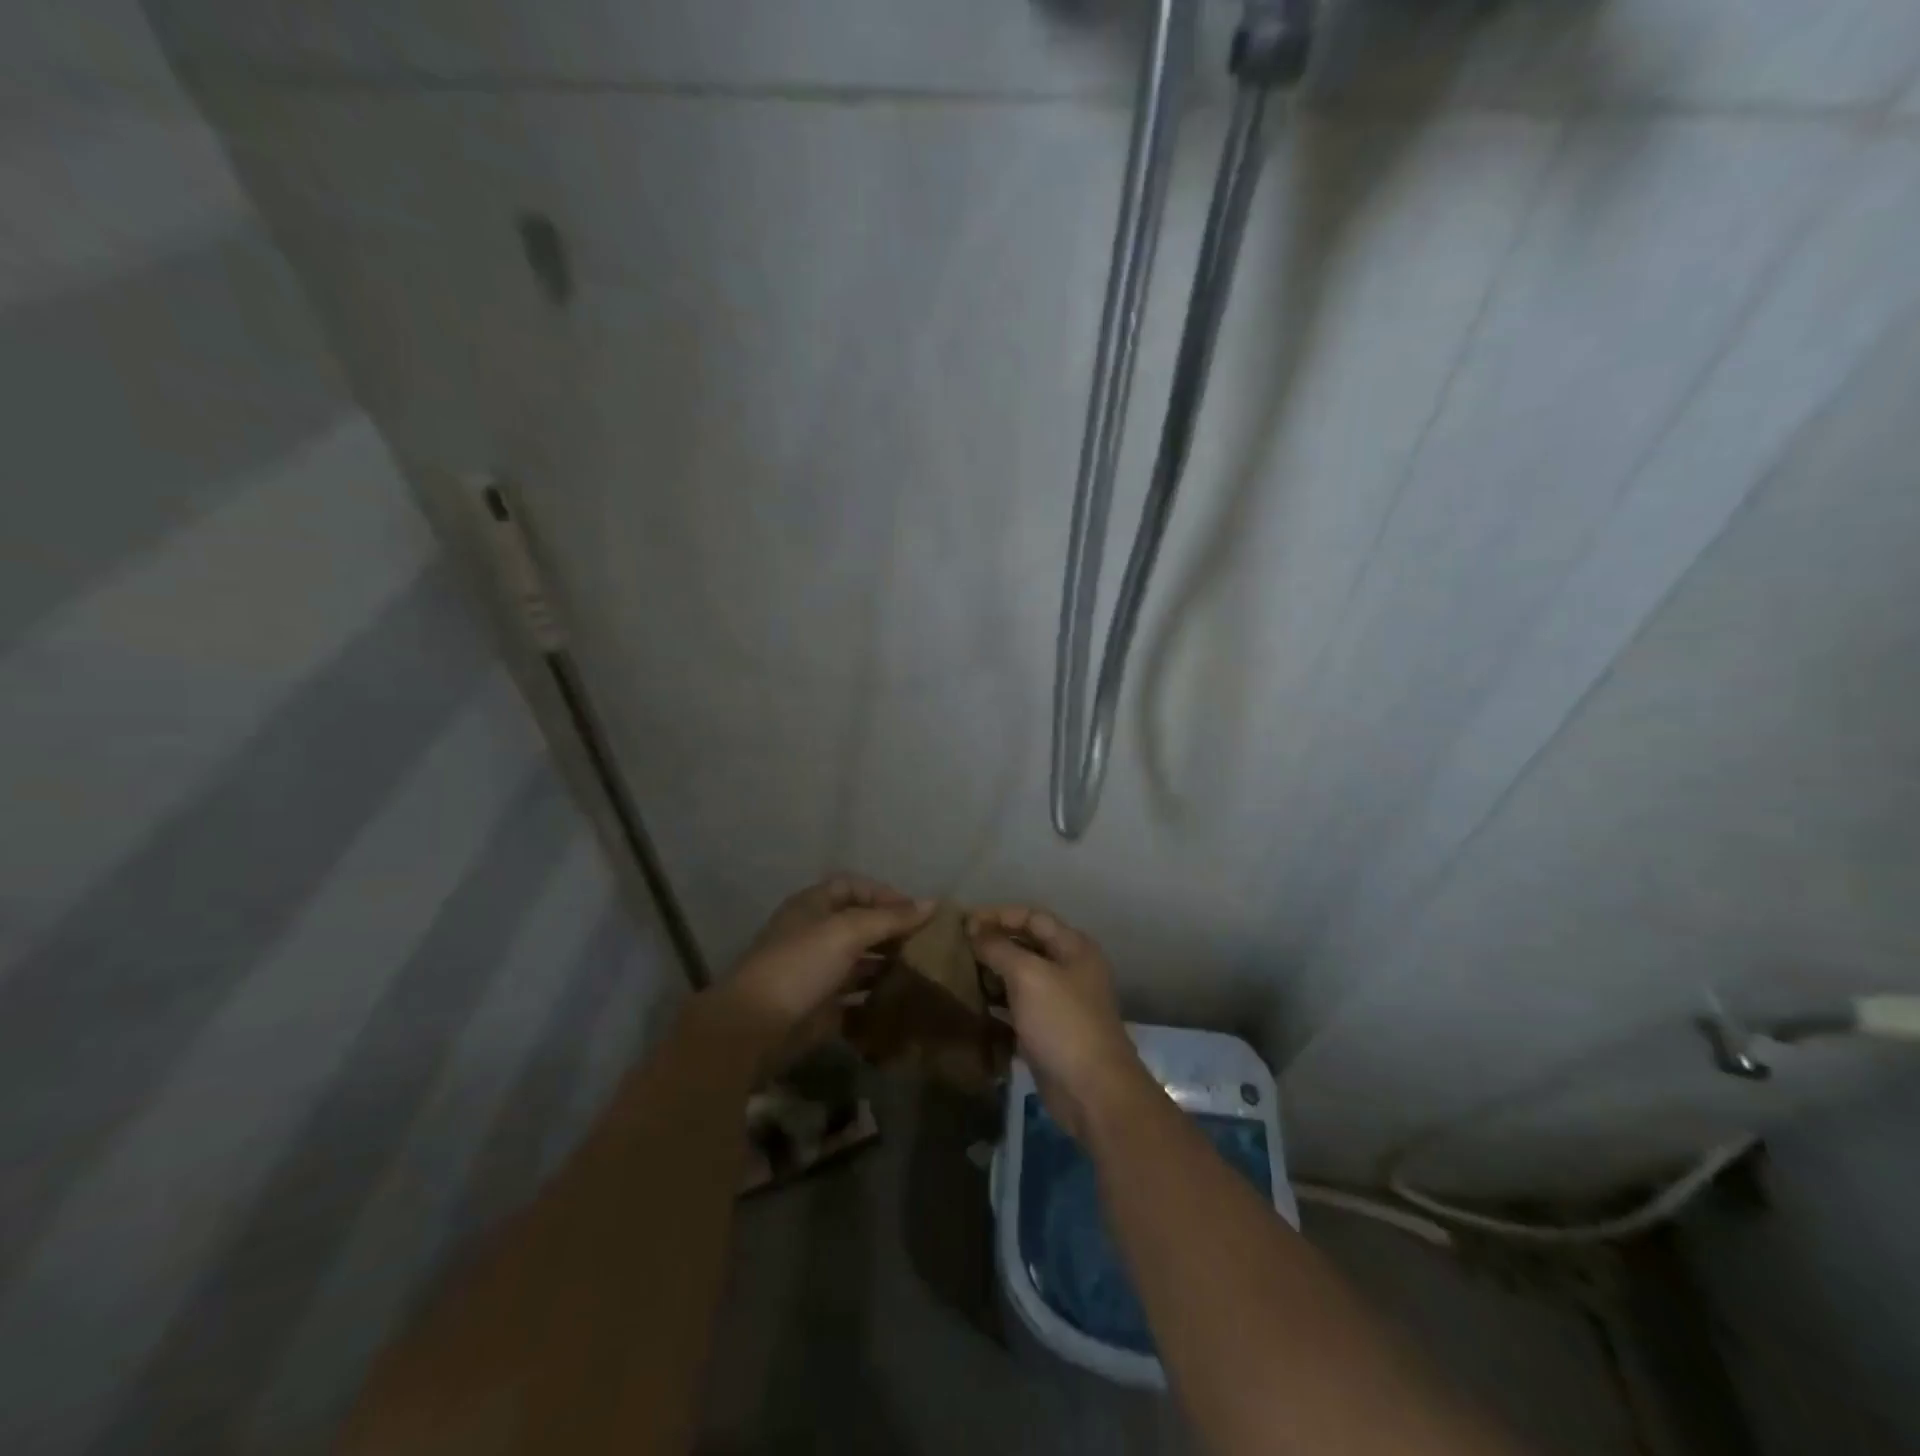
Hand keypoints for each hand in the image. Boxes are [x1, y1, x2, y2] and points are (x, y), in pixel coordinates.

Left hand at [718, 875, 930, 1051]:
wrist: (753, 1028)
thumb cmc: (799, 965)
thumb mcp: (847, 931)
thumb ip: (890, 918)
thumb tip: (933, 903)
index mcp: (812, 906)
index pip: (853, 887)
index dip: (885, 895)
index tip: (918, 912)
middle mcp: (814, 935)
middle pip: (859, 925)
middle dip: (892, 932)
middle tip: (929, 945)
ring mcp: (816, 973)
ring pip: (860, 963)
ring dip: (889, 966)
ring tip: (924, 973)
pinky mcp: (820, 1009)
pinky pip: (856, 999)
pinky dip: (878, 1000)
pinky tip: (906, 1003)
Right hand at [968, 905, 1151, 1139]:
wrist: (1092, 1091)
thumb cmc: (1063, 1022)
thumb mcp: (1028, 976)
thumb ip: (999, 948)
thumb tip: (974, 929)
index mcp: (1073, 947)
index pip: (1032, 917)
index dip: (998, 915)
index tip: (963, 922)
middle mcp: (1069, 968)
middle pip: (1026, 945)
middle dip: (992, 943)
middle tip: (956, 947)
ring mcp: (1060, 1001)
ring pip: (1020, 977)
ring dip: (991, 974)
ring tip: (959, 973)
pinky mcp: (1048, 1031)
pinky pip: (1017, 1007)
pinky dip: (996, 1003)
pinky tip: (972, 1004)